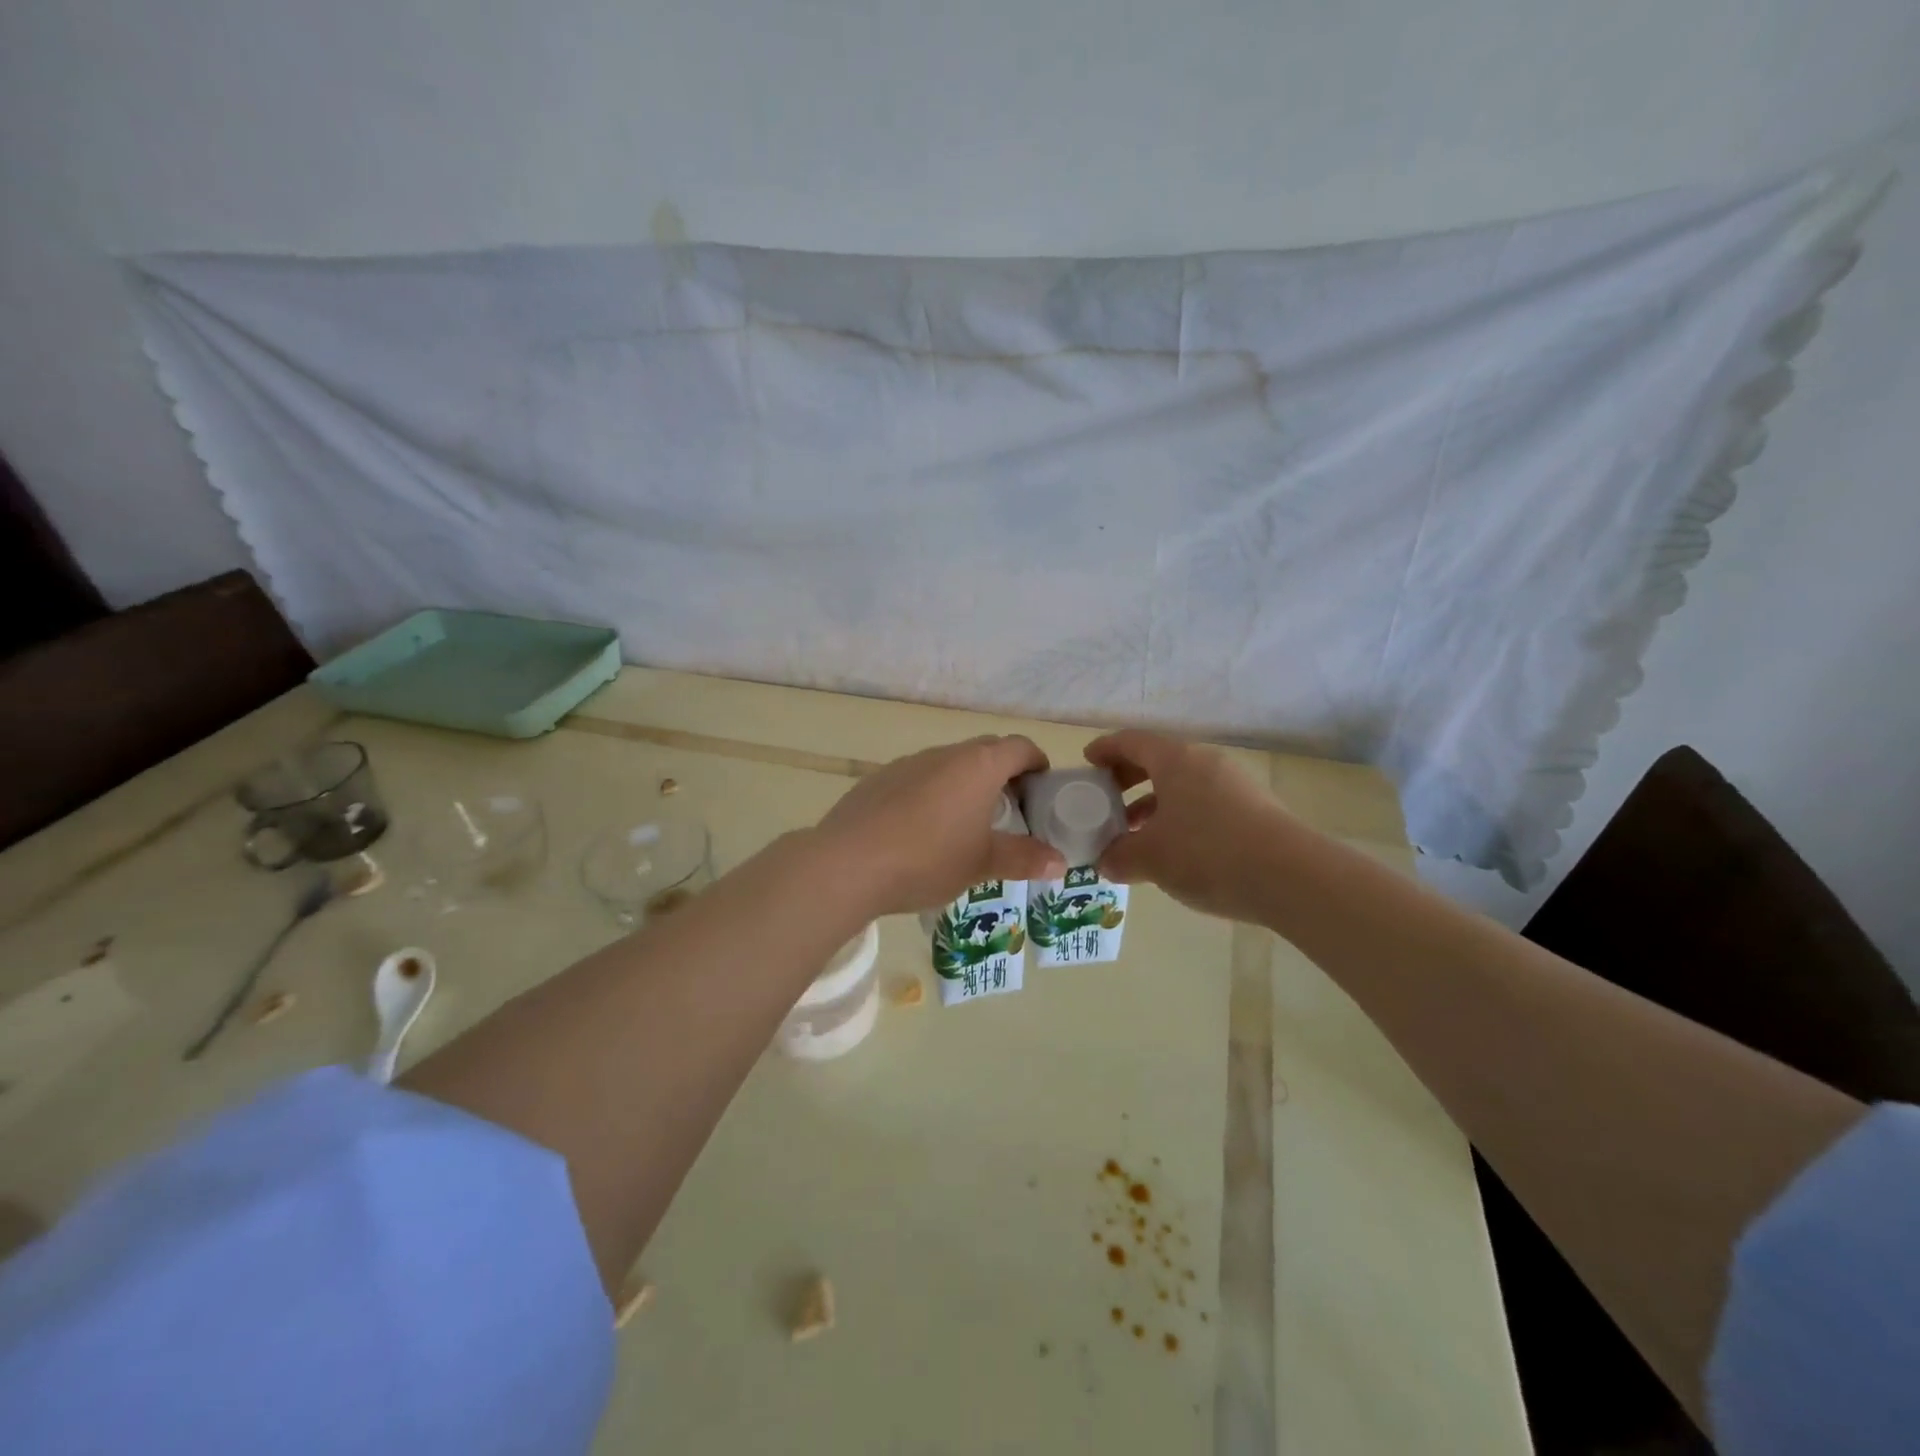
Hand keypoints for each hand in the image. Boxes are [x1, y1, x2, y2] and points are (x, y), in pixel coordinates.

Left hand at [817, 735, 1066, 917]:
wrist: (846, 864)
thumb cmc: (927, 859)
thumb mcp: (982, 864)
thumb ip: (1023, 859)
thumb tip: (1060, 863)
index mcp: (977, 766)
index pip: (1019, 747)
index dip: (1036, 762)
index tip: (1041, 787)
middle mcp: (944, 754)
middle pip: (985, 751)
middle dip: (1003, 773)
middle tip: (1010, 810)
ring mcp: (907, 763)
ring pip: (948, 764)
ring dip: (965, 784)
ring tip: (966, 824)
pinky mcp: (878, 779)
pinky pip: (918, 778)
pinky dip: (932, 794)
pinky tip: (921, 831)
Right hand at [1086, 729, 1291, 923]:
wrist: (1292, 878)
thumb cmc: (1207, 854)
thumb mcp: (1151, 859)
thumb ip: (1119, 857)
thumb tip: (1105, 862)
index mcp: (1175, 760)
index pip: (1132, 741)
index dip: (1106, 749)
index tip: (1088, 762)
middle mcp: (1205, 762)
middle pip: (1158, 760)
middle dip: (1128, 778)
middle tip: (1107, 800)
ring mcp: (1235, 784)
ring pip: (1183, 784)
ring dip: (1155, 802)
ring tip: (1137, 832)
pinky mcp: (1255, 809)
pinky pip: (1205, 802)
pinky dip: (1181, 816)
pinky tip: (1175, 849)